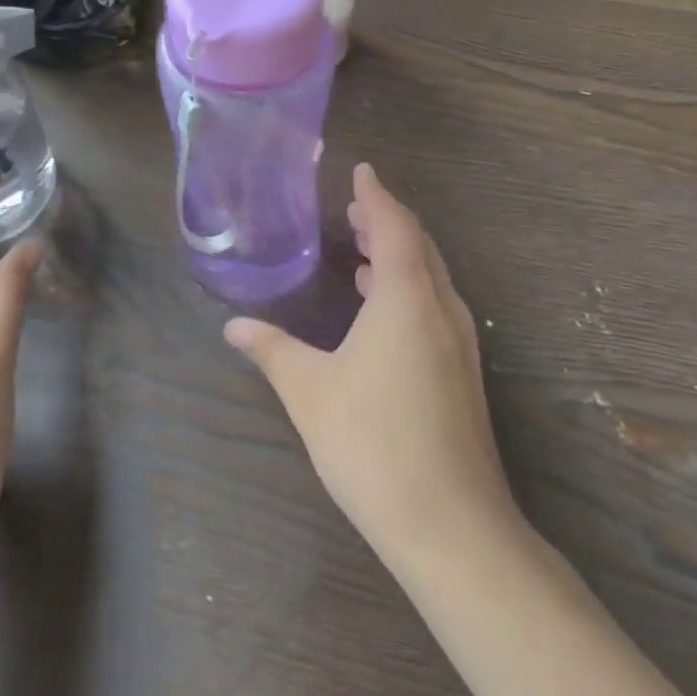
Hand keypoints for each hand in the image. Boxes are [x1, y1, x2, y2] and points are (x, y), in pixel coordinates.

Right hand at [224, 163, 518, 561]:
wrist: (451, 525)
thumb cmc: (373, 444)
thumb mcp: (309, 392)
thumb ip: (271, 350)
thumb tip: (233, 326)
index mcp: (406, 298)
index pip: (395, 226)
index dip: (376, 195)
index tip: (361, 171)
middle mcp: (441, 309)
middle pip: (419, 246)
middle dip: (388, 221)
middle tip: (356, 207)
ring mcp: (459, 343)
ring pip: (431, 277)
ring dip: (399, 254)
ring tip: (364, 248)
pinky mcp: (462, 373)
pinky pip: (435, 305)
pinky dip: (409, 287)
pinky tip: (382, 308)